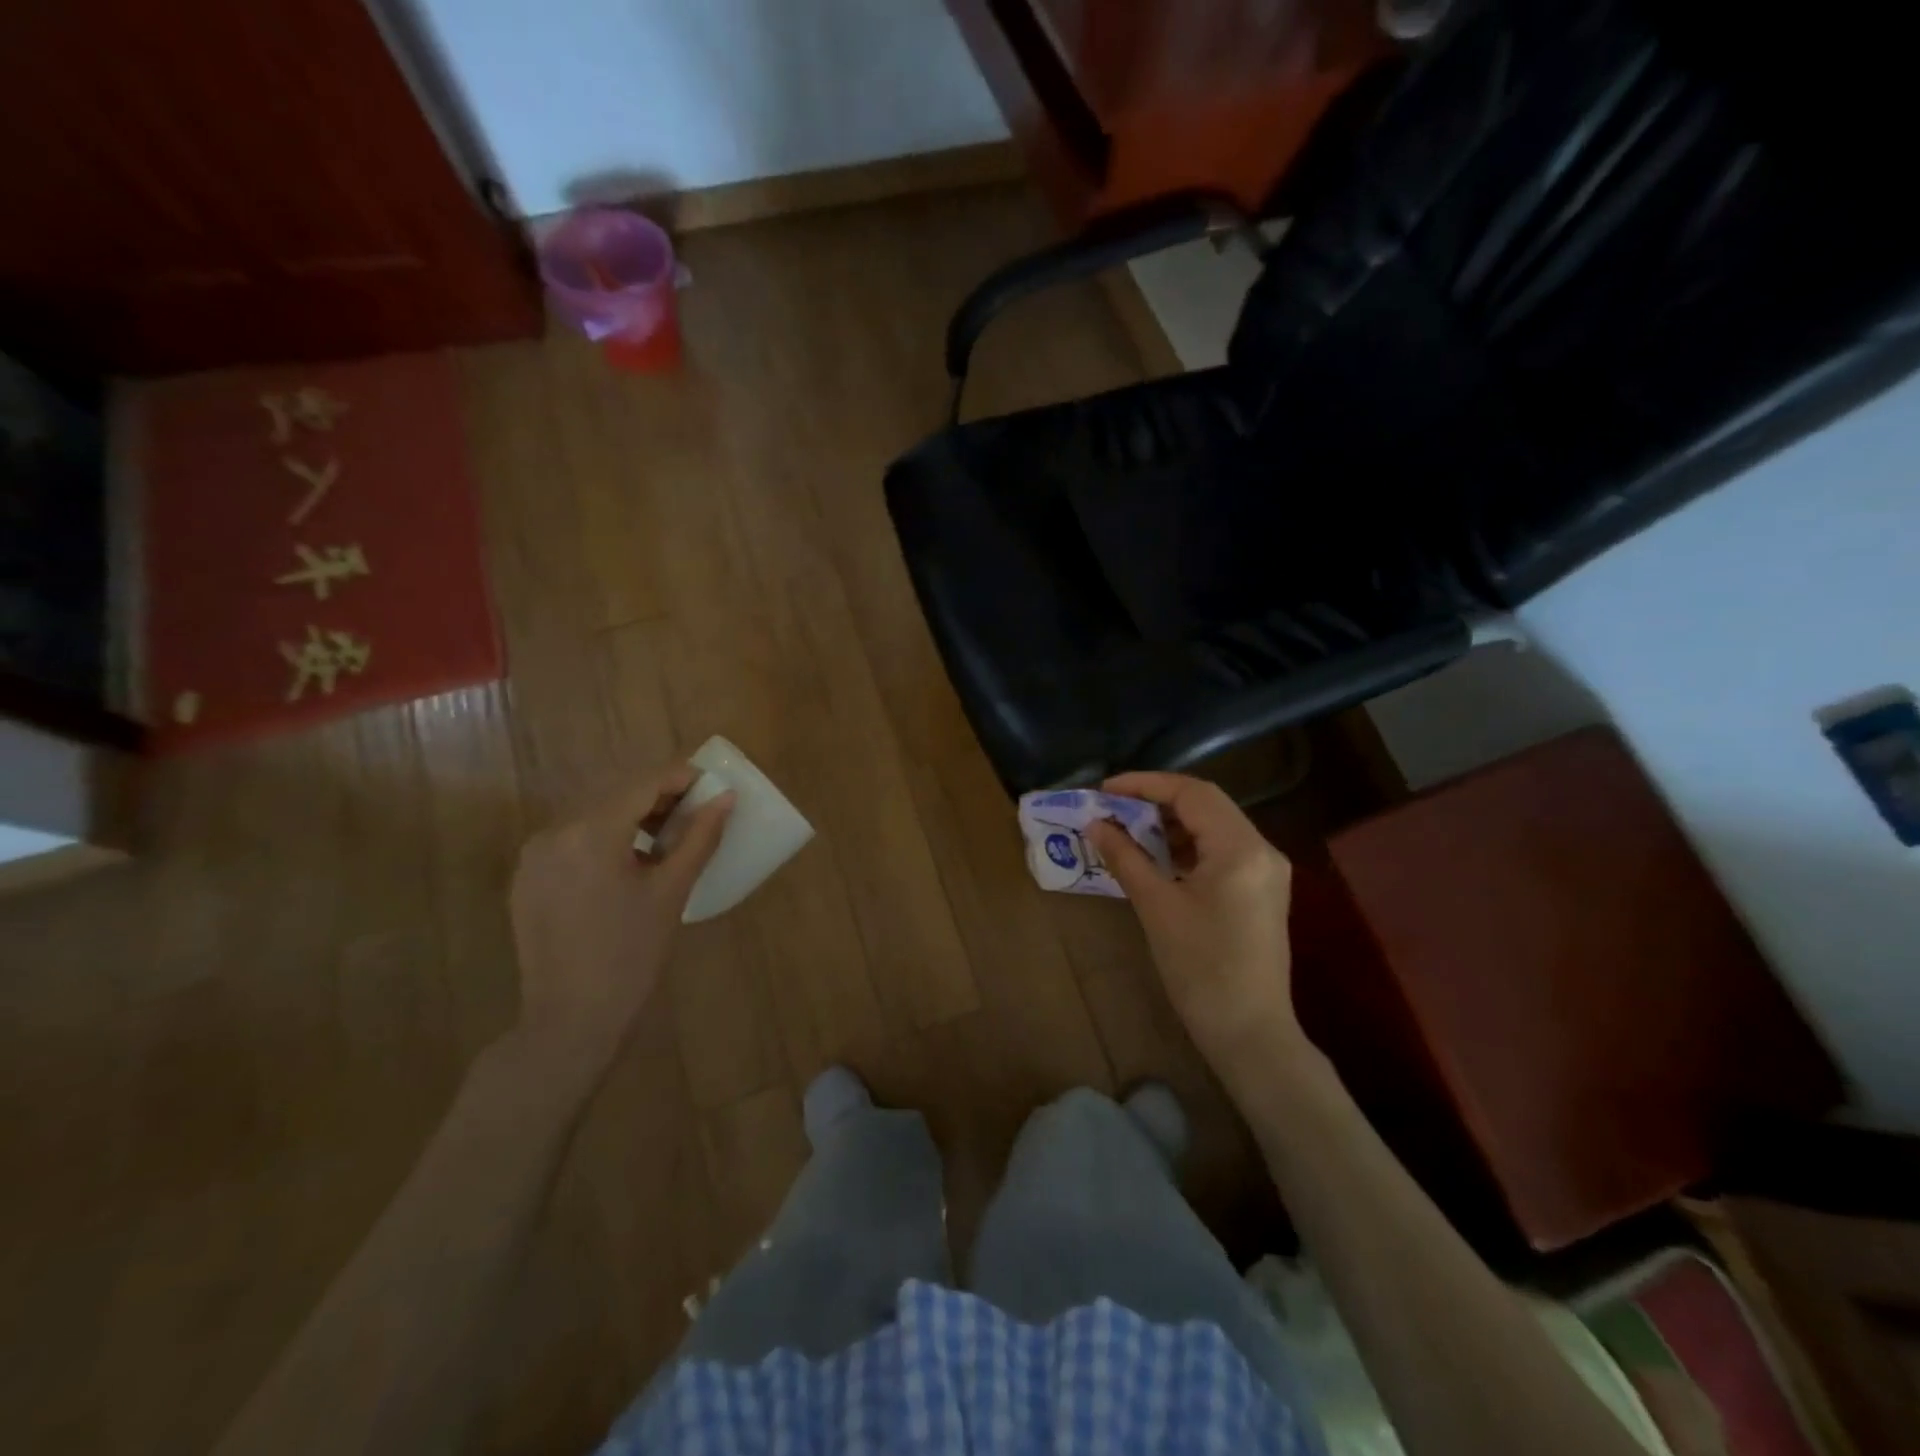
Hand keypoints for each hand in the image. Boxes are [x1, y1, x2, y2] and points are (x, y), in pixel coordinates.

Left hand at [509, 763, 732, 1069]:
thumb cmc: (631, 955)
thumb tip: (726, 797)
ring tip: (668, 838)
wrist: (571, 1019)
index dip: (680, 777)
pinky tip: (631, 863)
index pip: (643, 784)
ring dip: (632, 817)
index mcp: (590, 833)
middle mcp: (554, 832)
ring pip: (593, 816)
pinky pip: (573, 840)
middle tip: (696, 812)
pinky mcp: (528, 878)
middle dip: (658, 797)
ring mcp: (534, 856)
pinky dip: (606, 838)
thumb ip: (700, 837)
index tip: (711, 784)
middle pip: (616, 795)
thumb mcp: (672, 892)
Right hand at [1088, 772, 1308, 1090]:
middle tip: (1113, 808)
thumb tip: (1094, 824)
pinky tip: (1158, 857)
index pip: (1192, 793)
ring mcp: (1266, 871)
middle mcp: (1262, 849)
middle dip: (1156, 800)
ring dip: (1172, 823)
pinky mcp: (1261, 891)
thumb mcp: (1156, 907)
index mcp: (1241, 848)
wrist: (1249, 1033)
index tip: (1105, 790)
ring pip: (1214, 826)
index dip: (1145, 784)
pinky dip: (1188, 846)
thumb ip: (1125, 858)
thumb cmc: (1200, 969)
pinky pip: (1222, 850)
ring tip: (1128, 829)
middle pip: (1206, 804)